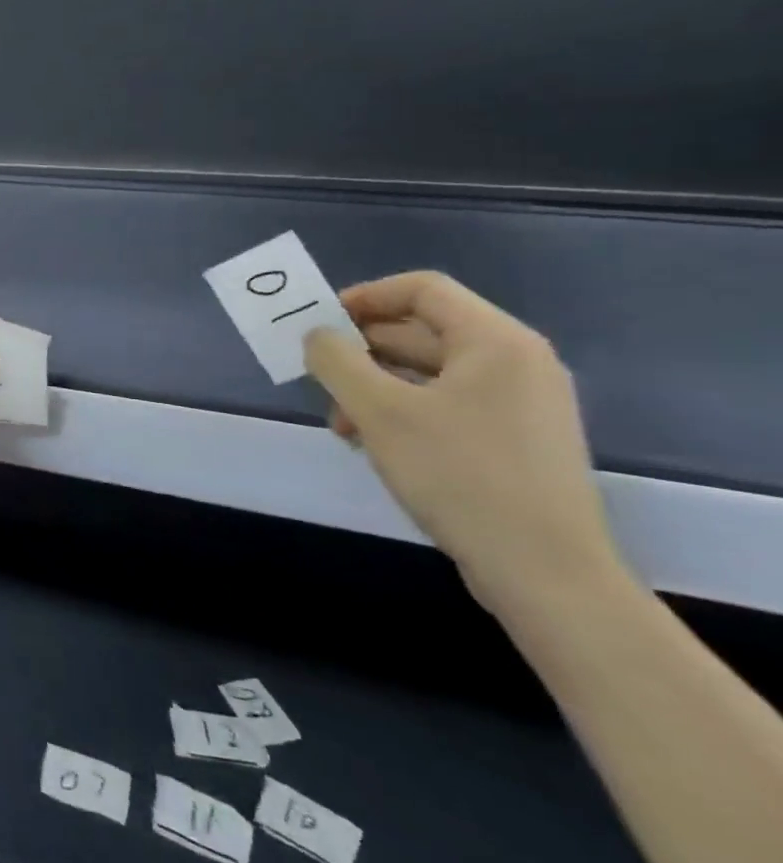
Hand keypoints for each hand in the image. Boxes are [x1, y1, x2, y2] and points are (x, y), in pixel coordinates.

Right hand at [304, 271, 620, 611]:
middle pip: (423, 330)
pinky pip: (447, 404)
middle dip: (362, 349)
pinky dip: (402, 411)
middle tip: (317, 375)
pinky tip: (371, 442)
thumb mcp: (379, 411)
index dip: (363, 297)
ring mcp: (521, 404)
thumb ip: (336, 361)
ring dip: (374, 385)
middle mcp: (516, 363)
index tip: (318, 324)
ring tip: (339, 421)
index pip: (421, 289)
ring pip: (429, 372)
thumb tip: (317, 336)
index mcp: (495, 342)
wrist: (544, 572)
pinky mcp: (515, 440)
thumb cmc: (458, 475)